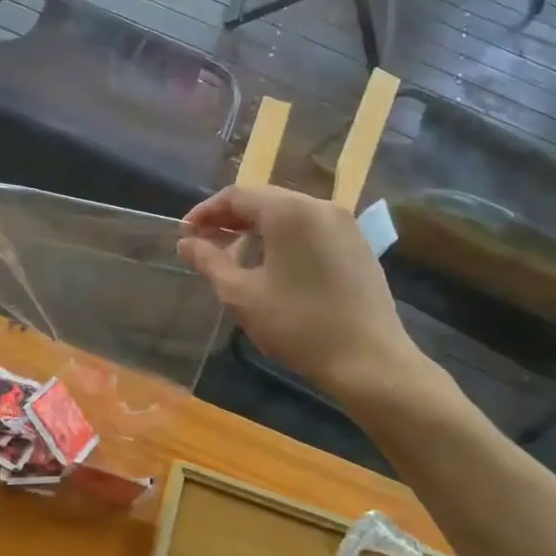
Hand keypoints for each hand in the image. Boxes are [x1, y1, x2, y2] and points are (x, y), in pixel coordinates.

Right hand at [178, 185, 418, 400]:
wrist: (370, 361)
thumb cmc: (298, 324)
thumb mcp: (242, 295)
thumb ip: (209, 262)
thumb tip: (186, 243)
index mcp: (289, 210)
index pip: (237, 195)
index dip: (206, 212)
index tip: (186, 234)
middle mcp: (319, 205)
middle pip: (265, 200)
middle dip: (231, 219)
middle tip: (206, 244)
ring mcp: (344, 224)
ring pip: (289, 214)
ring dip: (258, 228)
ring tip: (236, 255)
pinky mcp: (358, 244)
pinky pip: (312, 228)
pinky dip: (286, 238)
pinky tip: (274, 265)